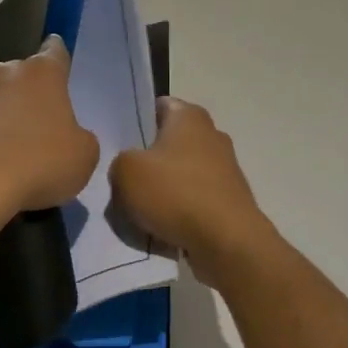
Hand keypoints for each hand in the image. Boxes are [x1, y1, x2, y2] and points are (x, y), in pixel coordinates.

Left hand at [0, 35, 98, 222]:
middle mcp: (6, 72)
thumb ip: (81, 136)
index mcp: (43, 72)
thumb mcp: (85, 154)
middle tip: (44, 121)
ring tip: (16, 145)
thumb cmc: (41, 162)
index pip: (54, 49)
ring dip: (6, 112)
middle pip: (23, 73)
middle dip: (32, 91)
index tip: (62, 71)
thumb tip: (70, 136)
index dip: (60, 58)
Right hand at [110, 97, 273, 285]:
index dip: (136, 120)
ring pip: (180, 174)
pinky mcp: (229, 200)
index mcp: (189, 116)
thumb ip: (119, 161)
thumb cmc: (175, 194)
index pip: (158, 105)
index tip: (118, 143)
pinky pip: (193, 200)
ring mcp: (224, 169)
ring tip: (139, 210)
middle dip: (147, 160)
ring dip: (162, 189)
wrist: (226, 241)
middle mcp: (211, 135)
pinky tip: (162, 228)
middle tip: (122, 179)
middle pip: (168, 142)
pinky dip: (179, 211)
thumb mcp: (126, 171)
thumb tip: (129, 169)